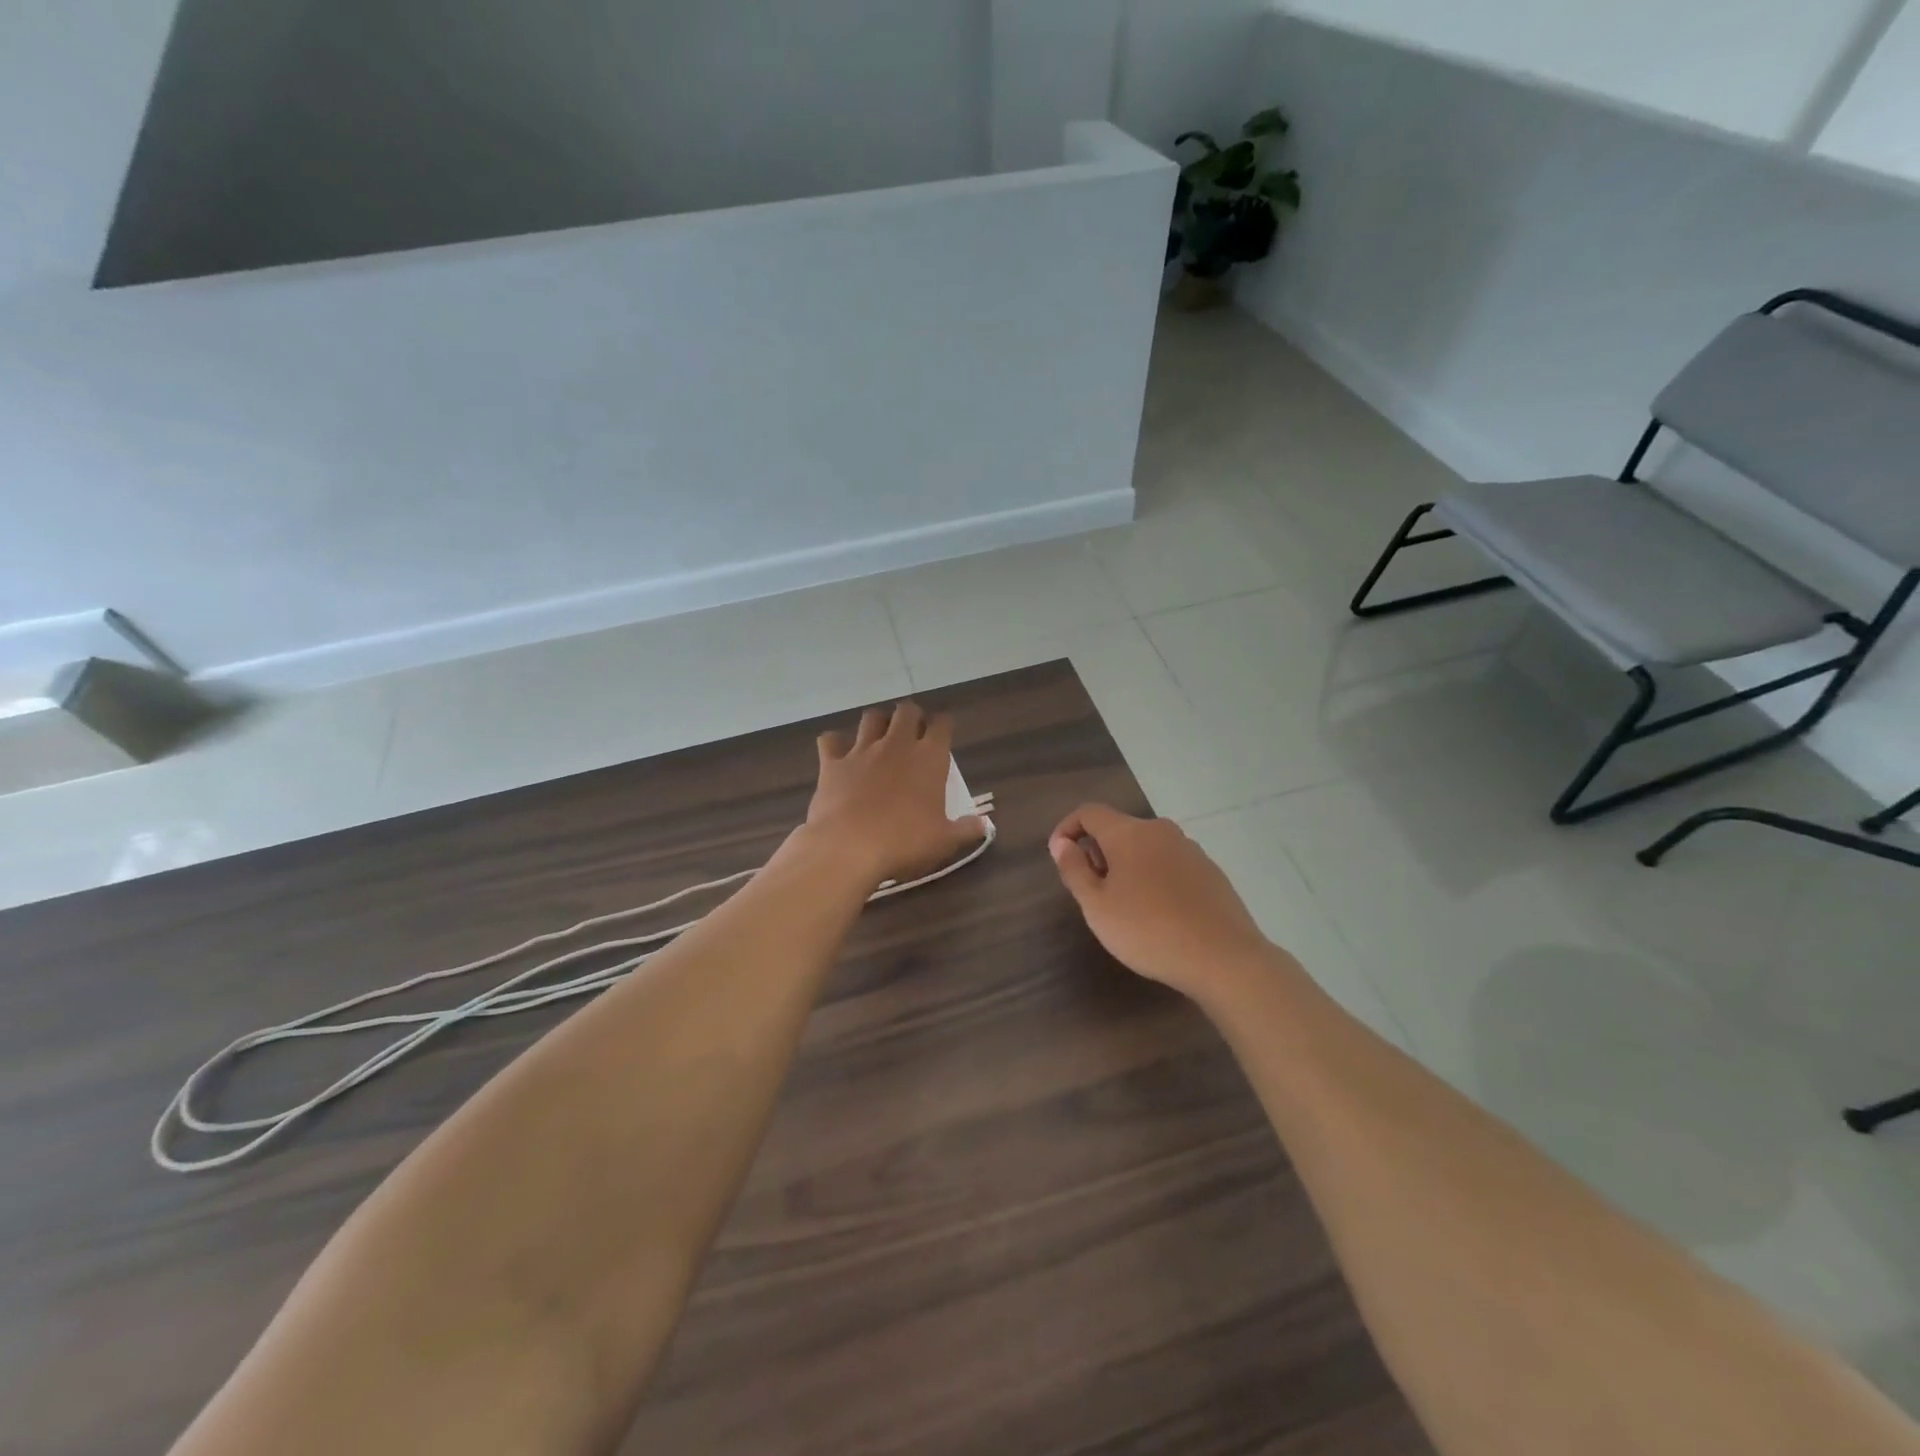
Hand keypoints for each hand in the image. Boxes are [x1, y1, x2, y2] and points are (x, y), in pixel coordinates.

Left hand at [803, 703, 985, 887]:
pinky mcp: (832, 763)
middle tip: (912, 732)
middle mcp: (896, 744)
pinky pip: (830, 740)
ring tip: (879, 736)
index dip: (943, 725)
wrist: (849, 847)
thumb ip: (965, 829)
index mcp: (929, 758)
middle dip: (911, 716)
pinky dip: (834, 743)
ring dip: (877, 722)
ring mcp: (862, 750)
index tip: (943, 733)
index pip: (942, 725)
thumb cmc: (905, 842)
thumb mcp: (944, 841)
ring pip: (871, 717)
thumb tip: (983, 825)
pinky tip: (838, 753)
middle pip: (906, 711)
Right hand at [1049, 804, 1274, 1000]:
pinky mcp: (1210, 871)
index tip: (1059, 856)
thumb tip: (1061, 843)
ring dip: (1127, 866)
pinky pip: (1170, 864)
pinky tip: (1159, 913)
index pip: (1089, 812)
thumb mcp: (1097, 906)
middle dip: (1098, 852)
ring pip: (1146, 847)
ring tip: (1126, 906)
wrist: (1223, 958)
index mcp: (1129, 833)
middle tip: (1093, 891)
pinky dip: (1154, 878)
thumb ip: (1074, 870)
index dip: (1068, 828)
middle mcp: (1160, 831)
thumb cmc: (1148, 930)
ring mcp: (1190, 849)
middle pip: (1119, 829)